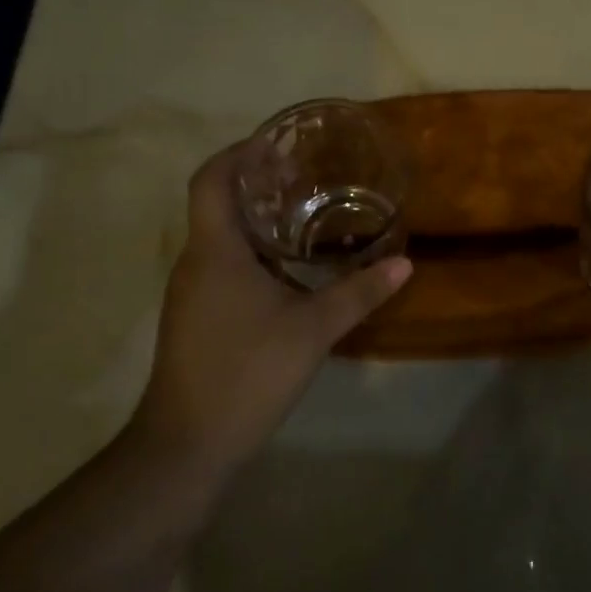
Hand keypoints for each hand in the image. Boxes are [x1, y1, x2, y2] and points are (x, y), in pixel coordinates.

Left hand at [128, 144, 412, 482]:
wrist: (186, 447)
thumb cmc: (246, 373)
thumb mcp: (313, 330)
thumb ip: (359, 292)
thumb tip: (404, 263)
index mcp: (215, 250)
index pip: (212, 178)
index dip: (240, 152)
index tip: (278, 144)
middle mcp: (195, 261)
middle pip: (217, 202)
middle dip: (257, 182)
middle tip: (306, 175)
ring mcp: (190, 291)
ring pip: (220, 236)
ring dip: (256, 218)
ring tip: (304, 214)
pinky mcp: (195, 316)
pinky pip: (220, 264)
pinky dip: (251, 251)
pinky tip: (287, 268)